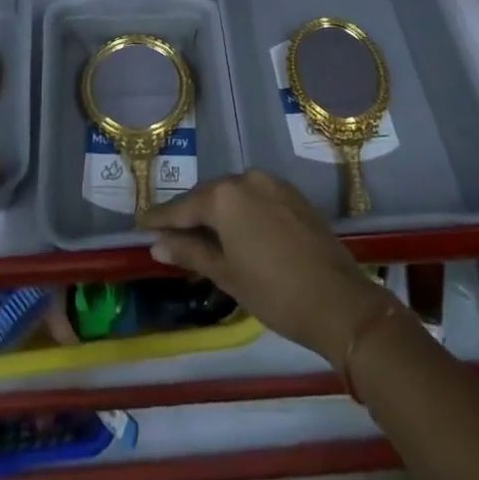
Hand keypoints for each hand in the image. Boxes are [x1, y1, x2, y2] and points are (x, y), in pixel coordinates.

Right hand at [137, 170, 391, 362]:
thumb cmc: (273, 291)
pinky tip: (236, 232)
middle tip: (168, 233)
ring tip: (200, 235)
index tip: (139, 223)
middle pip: (209, 196)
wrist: (338, 301)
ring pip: (233, 195)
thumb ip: (190, 252)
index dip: (160, 218)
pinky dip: (241, 212)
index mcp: (225, 195)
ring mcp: (273, 183)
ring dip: (216, 213)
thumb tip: (156, 244)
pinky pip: (255, 198)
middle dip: (189, 214)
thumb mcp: (226, 274)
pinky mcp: (293, 195)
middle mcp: (247, 178)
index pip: (183, 207)